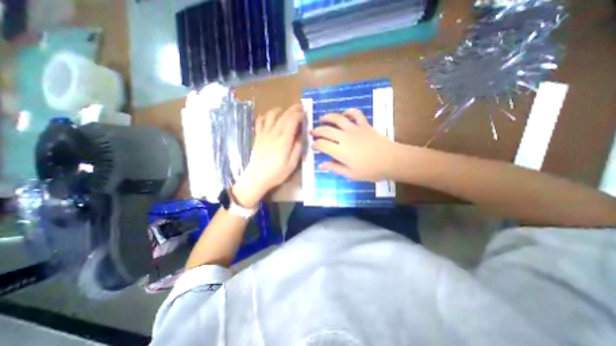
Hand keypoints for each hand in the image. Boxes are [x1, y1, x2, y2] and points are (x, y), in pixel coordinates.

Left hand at [232, 103, 303, 205]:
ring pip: (271, 115)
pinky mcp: (257, 136)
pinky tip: (269, 117)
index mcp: (284, 140)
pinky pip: (260, 121)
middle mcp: (274, 133)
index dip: (299, 114)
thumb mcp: (292, 164)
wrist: (256, 178)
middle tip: (299, 107)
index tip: (305, 113)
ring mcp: (264, 134)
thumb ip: (297, 148)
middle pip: (283, 115)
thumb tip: (301, 136)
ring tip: (285, 111)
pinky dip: (265, 116)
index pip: (292, 120)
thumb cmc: (277, 173)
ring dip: (279, 110)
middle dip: (293, 109)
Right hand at [310, 110, 396, 182]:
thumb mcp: (350, 174)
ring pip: (338, 119)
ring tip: (322, 119)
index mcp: (340, 151)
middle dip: (317, 131)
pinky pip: (356, 114)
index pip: (322, 145)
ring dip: (328, 117)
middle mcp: (344, 137)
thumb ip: (334, 168)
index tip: (313, 146)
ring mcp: (355, 129)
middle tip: (312, 132)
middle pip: (326, 130)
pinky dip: (349, 111)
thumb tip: (321, 165)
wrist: (391, 160)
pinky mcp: (364, 125)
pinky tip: (345, 113)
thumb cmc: (370, 170)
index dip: (315, 145)